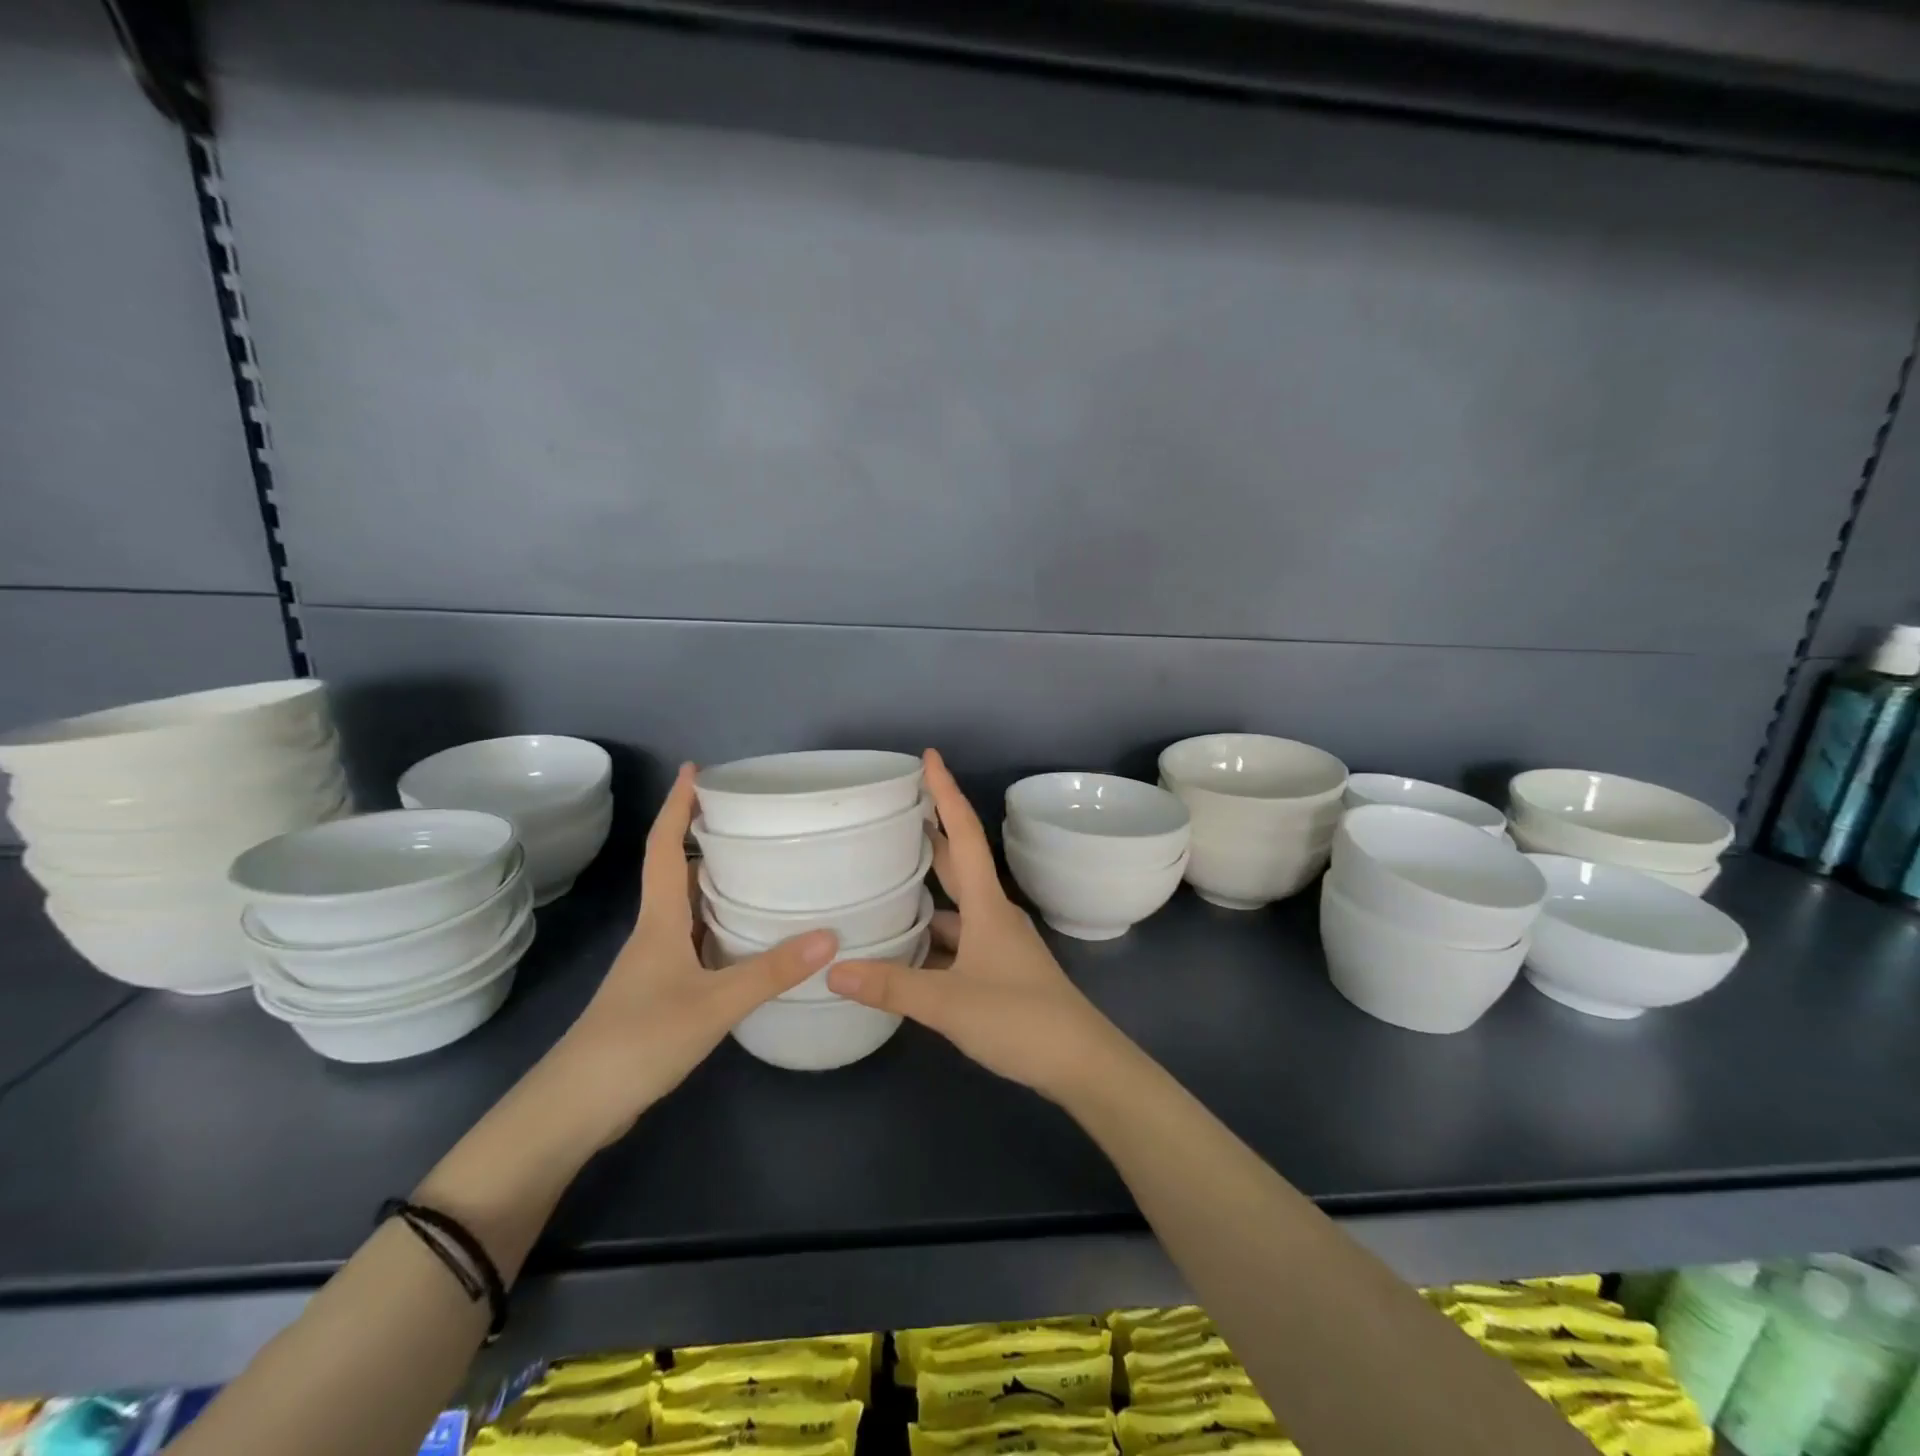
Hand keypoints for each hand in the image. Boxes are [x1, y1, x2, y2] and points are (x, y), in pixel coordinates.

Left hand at [547, 763, 836, 1146]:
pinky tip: (751, 938)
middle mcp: (655, 933)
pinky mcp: (661, 993)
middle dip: (704, 838)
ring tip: (761, 867)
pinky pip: (696, 942)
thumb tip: (831, 936)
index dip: (676, 806)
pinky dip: (721, 926)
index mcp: (659, 921)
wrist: (575, 1109)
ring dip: (715, 883)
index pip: (663, 849)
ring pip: (688, 909)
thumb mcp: (712, 1004)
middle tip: (750, 818)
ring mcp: (655, 966)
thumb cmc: (637, 1041)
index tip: (694, 769)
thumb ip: (770, 971)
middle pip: (675, 872)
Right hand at [827, 750, 1125, 1101]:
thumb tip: (833, 968)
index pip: (965, 834)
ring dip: (927, 887)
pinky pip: (957, 937)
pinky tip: (905, 945)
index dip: (946, 793)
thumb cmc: (1021, 1019)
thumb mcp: (949, 1003)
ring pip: (956, 903)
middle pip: (959, 861)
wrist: (1081, 1063)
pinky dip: (932, 933)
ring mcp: (998, 942)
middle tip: (895, 809)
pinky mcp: (998, 969)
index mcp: (987, 904)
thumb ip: (892, 986)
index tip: (929, 757)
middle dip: (932, 831)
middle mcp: (993, 913)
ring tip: (884, 875)